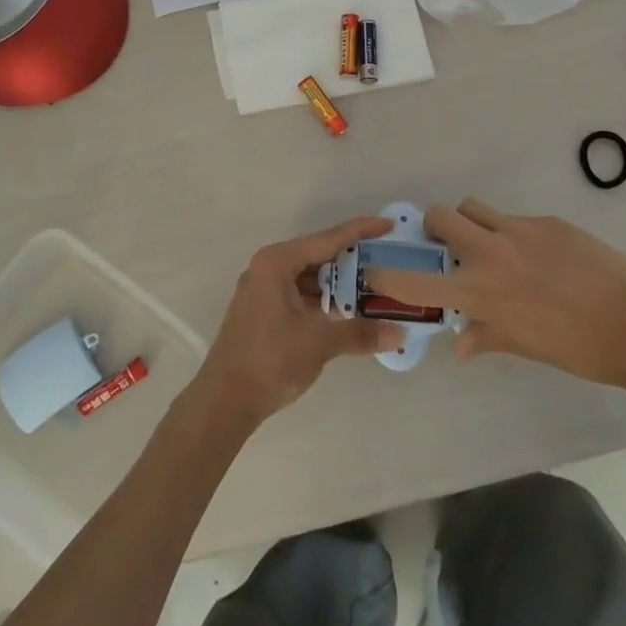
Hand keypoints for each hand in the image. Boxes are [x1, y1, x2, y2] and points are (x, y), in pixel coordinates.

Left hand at [190, 216, 405, 432]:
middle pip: (319, 257)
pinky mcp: (264, 311)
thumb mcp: (319, 342)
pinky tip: (348, 312)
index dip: (360, 231)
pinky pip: (301, 295)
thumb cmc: (270, 360)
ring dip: (339, 285)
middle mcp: (268, 268)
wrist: (224, 401)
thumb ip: (360, 332)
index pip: (327, 239)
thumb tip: (400, 333)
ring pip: (310, 278)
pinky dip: (324, 301)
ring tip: (374, 290)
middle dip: (352, 262)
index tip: (388, 224)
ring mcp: (264, 290)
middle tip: (387, 263)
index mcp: (277, 262)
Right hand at [362, 198, 625, 394]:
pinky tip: (539, 257)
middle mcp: (493, 254)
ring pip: (476, 208)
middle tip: (447, 245)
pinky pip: (515, 219)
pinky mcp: (548, 222)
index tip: (374, 270)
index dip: (388, 275)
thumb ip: (487, 337)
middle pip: (443, 217)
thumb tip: (459, 346)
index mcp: (483, 293)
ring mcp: (521, 232)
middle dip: (435, 227)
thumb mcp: (526, 347)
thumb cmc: (579, 349)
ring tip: (489, 244)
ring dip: (471, 222)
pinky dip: (513, 233)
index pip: (419, 282)